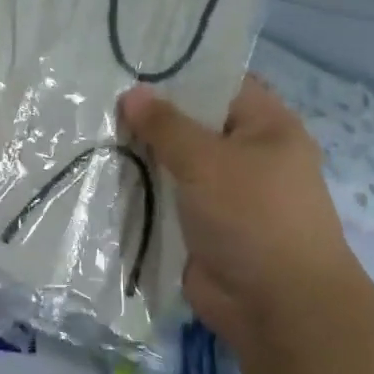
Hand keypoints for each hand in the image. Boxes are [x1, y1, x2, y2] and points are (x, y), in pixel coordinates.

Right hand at [121, 76, 362, 350]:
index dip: (180, 72)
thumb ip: (166, 125)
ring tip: (95, 132)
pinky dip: (145, 191)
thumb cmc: (253, 216)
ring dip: (145, 156)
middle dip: (152, 116)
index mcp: (267, 126)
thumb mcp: (206, 160)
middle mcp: (249, 154)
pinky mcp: (206, 227)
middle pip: (195, 123)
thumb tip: (132, 92)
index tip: (133, 64)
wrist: (278, 309)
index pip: (220, 83)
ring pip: (178, 163)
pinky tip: (106, 175)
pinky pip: (170, 199)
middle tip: (102, 98)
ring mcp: (227, 193)